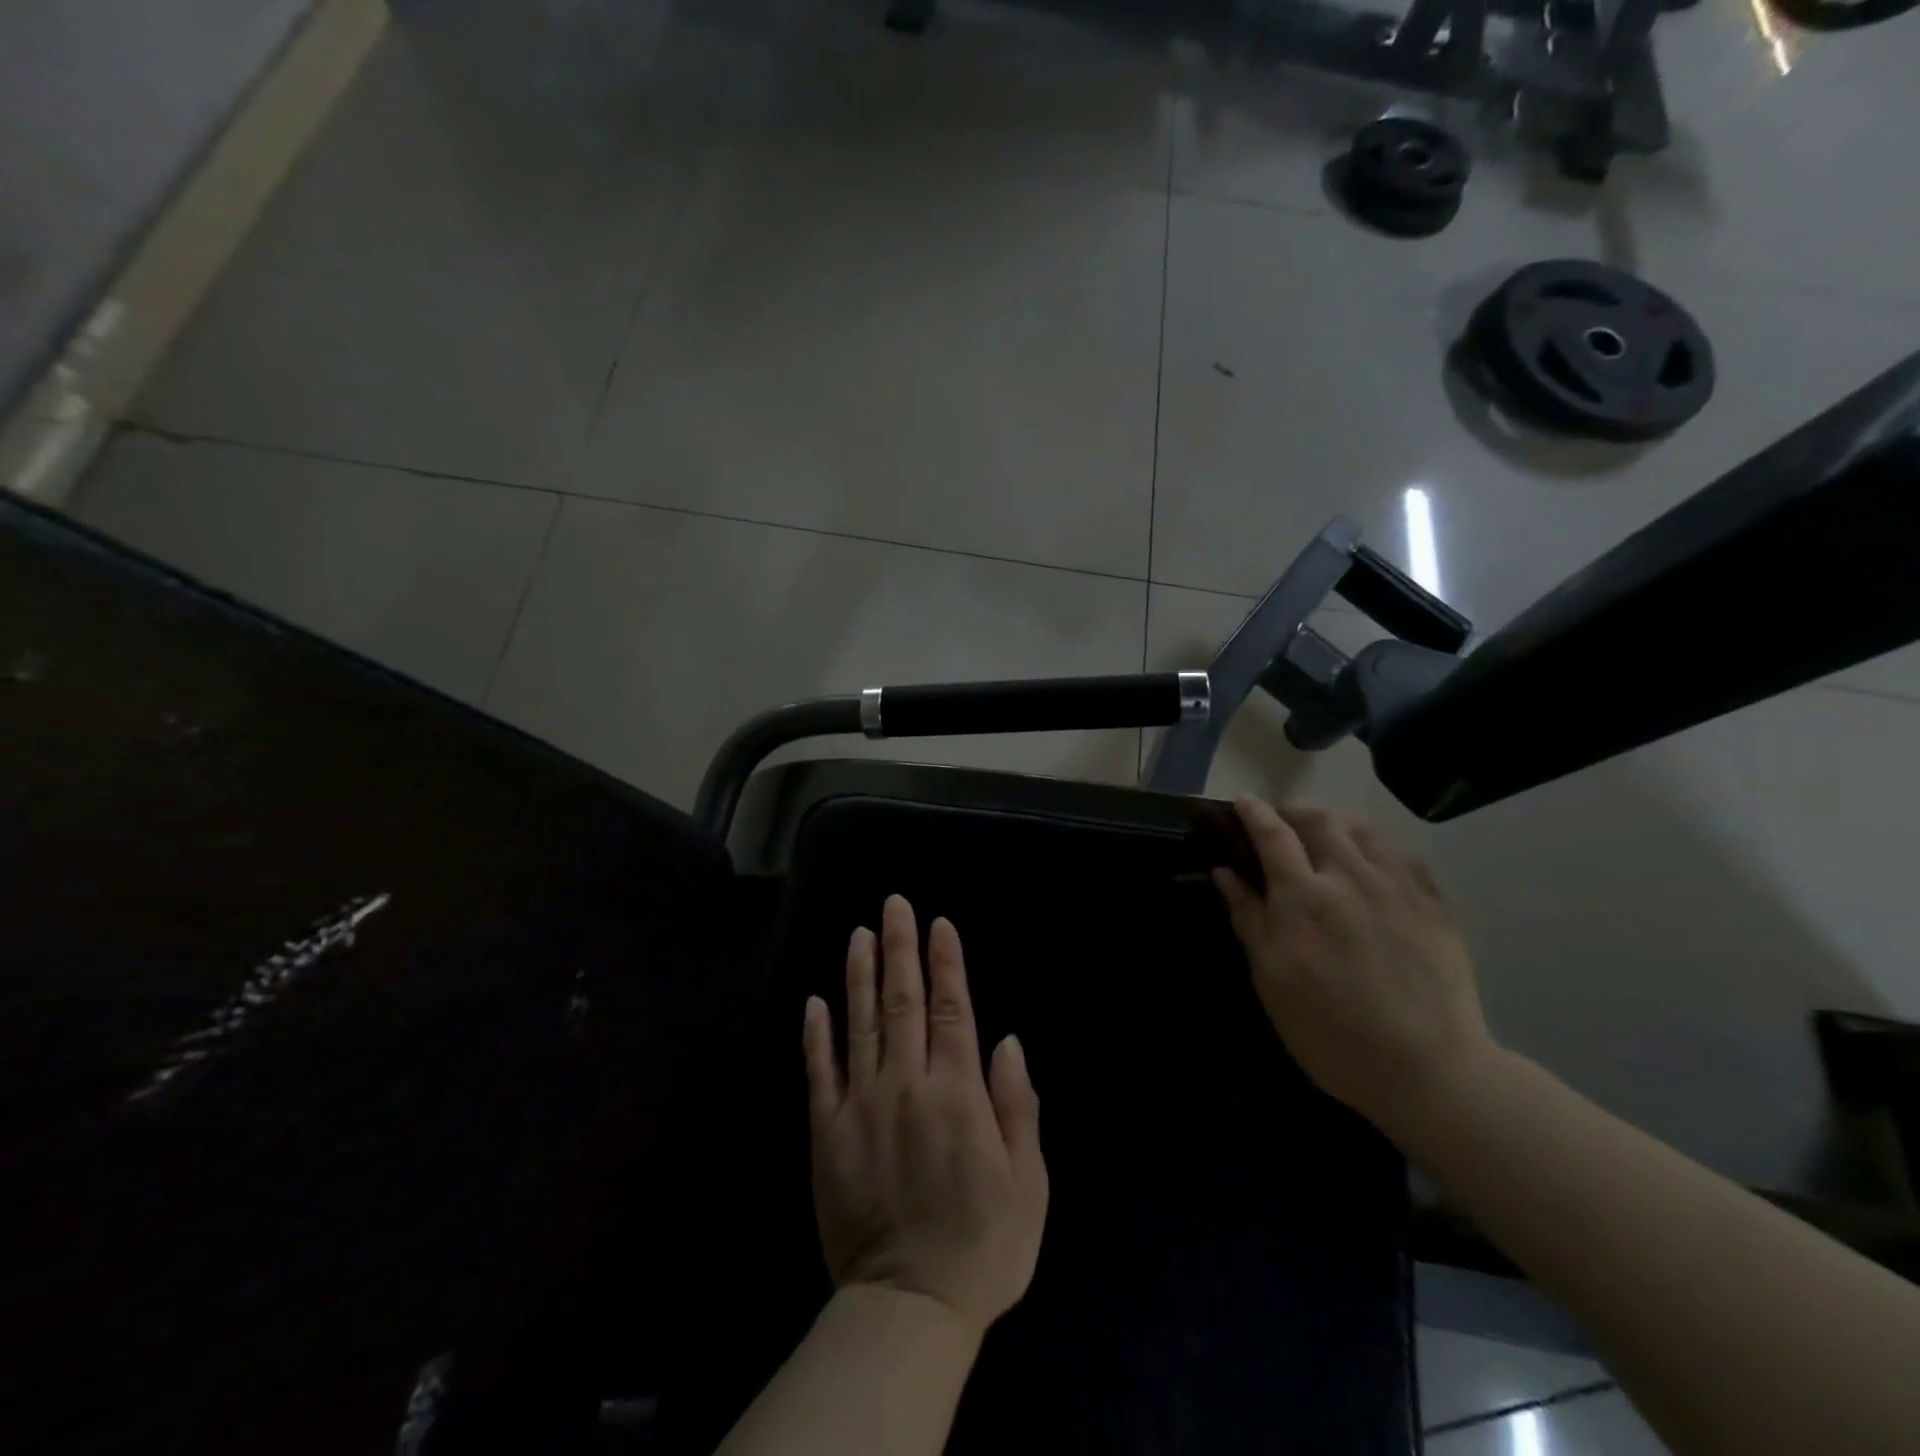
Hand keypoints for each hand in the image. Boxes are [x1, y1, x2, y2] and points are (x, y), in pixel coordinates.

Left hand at [803, 895, 1047, 1334]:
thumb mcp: (1027, 1183)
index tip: (938, 924)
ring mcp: (860, 1106)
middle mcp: (906, 1085)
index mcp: (957, 1093)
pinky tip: (816, 1001)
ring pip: (860, 1023)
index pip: (951, 1009)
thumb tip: (1005, 1040)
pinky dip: (817, 1034)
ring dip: (860, 974)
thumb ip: (1017, 1105)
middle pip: (903, 1002)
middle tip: (894, 905)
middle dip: (900, 948)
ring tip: (859, 933)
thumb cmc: (982, 1246)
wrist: (909, 1311)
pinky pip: (819, 1073)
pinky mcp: (827, 1133)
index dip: (945, 963)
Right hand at [1212, 797, 1496, 1137]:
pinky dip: (1379, 848)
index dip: (1254, 813)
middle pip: (1321, 821)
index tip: (1242, 801)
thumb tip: (1225, 872)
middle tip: (1283, 823)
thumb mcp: (1271, 981)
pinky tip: (1374, 864)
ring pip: (1365, 831)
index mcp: (1303, 896)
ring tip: (1327, 836)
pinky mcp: (1435, 907)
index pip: (1273, 835)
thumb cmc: (1331, 1031)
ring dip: (1337, 823)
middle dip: (1295, 812)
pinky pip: (1404, 856)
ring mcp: (1399, 889)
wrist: (1429, 1072)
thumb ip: (1249, 919)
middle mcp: (1351, 878)